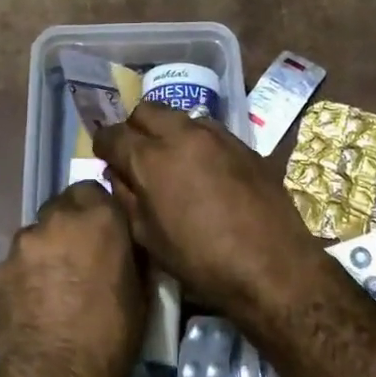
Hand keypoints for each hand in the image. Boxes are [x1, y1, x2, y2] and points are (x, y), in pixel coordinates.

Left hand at [0, 181, 145, 376]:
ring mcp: (22, 243)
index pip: (94, 189)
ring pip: (38, 234)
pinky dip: (28, 273)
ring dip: (48, 248)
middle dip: (72, 225)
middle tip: (83, 257)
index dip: (99, 210)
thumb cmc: (111, 337)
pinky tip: (37, 302)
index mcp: (98, 218)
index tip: (106, 232)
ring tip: (58, 285)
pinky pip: (18, 261)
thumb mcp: (142, 291)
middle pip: (63, 207)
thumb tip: (127, 242)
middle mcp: (57, 219)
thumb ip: (131, 252)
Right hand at [93, 102, 325, 315]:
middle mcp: (181, 135)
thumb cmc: (201, 261)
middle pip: (146, 110)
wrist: (273, 266)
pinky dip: (196, 142)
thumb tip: (118, 175)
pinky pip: (209, 130)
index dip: (103, 145)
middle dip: (134, 128)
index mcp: (150, 158)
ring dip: (168, 132)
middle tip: (136, 155)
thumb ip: (127, 198)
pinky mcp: (243, 144)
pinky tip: (204, 169)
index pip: (112, 134)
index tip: (104, 158)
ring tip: (172, 161)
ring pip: (179, 116)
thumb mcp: (148, 238)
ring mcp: (216, 135)